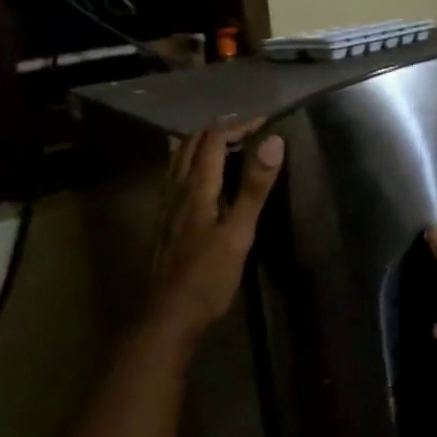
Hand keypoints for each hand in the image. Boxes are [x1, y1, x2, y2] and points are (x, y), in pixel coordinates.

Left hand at [147, 119, 284, 335]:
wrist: (169, 314)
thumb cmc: (209, 276)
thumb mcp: (239, 233)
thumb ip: (254, 187)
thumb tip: (273, 142)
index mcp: (197, 188)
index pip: (214, 139)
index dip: (238, 126)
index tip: (264, 122)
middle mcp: (177, 189)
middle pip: (192, 144)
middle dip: (219, 129)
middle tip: (247, 130)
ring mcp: (166, 205)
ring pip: (179, 159)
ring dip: (202, 144)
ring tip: (226, 145)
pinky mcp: (163, 221)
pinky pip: (175, 177)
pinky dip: (191, 163)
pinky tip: (201, 178)